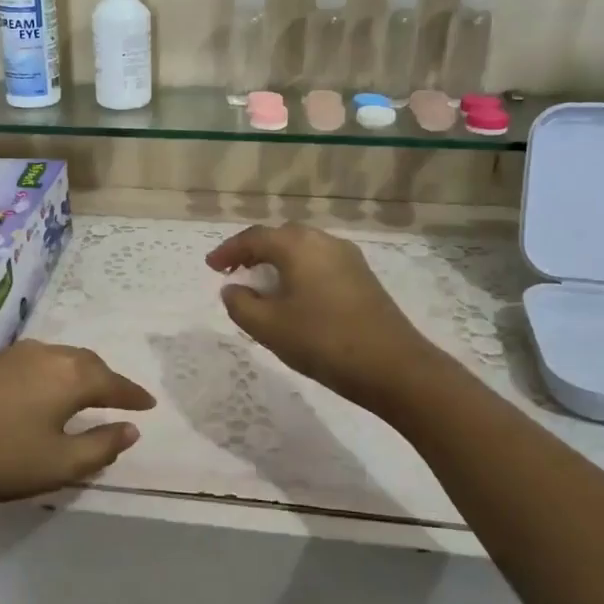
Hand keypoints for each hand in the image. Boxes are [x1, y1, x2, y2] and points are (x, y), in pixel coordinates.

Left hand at [0, 341, 155, 508]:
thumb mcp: (57, 464)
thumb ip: (100, 446)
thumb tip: (130, 429)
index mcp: (69, 376)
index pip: (113, 383)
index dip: (133, 396)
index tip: (149, 405)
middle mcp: (44, 355)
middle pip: (86, 363)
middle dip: (107, 379)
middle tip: (119, 397)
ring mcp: (9, 355)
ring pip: (56, 359)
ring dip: (76, 374)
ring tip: (82, 392)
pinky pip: (30, 363)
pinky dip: (47, 375)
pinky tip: (36, 392)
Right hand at [208, 223, 433, 410]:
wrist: (392, 366)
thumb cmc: (322, 341)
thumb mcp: (269, 327)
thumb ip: (241, 304)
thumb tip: (233, 289)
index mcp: (298, 246)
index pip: (254, 238)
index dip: (228, 252)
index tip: (211, 268)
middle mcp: (324, 241)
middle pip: (281, 237)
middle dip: (254, 252)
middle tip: (234, 272)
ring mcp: (348, 258)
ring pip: (303, 250)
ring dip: (278, 262)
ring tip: (261, 286)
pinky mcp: (363, 278)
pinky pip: (320, 264)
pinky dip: (299, 272)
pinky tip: (294, 297)